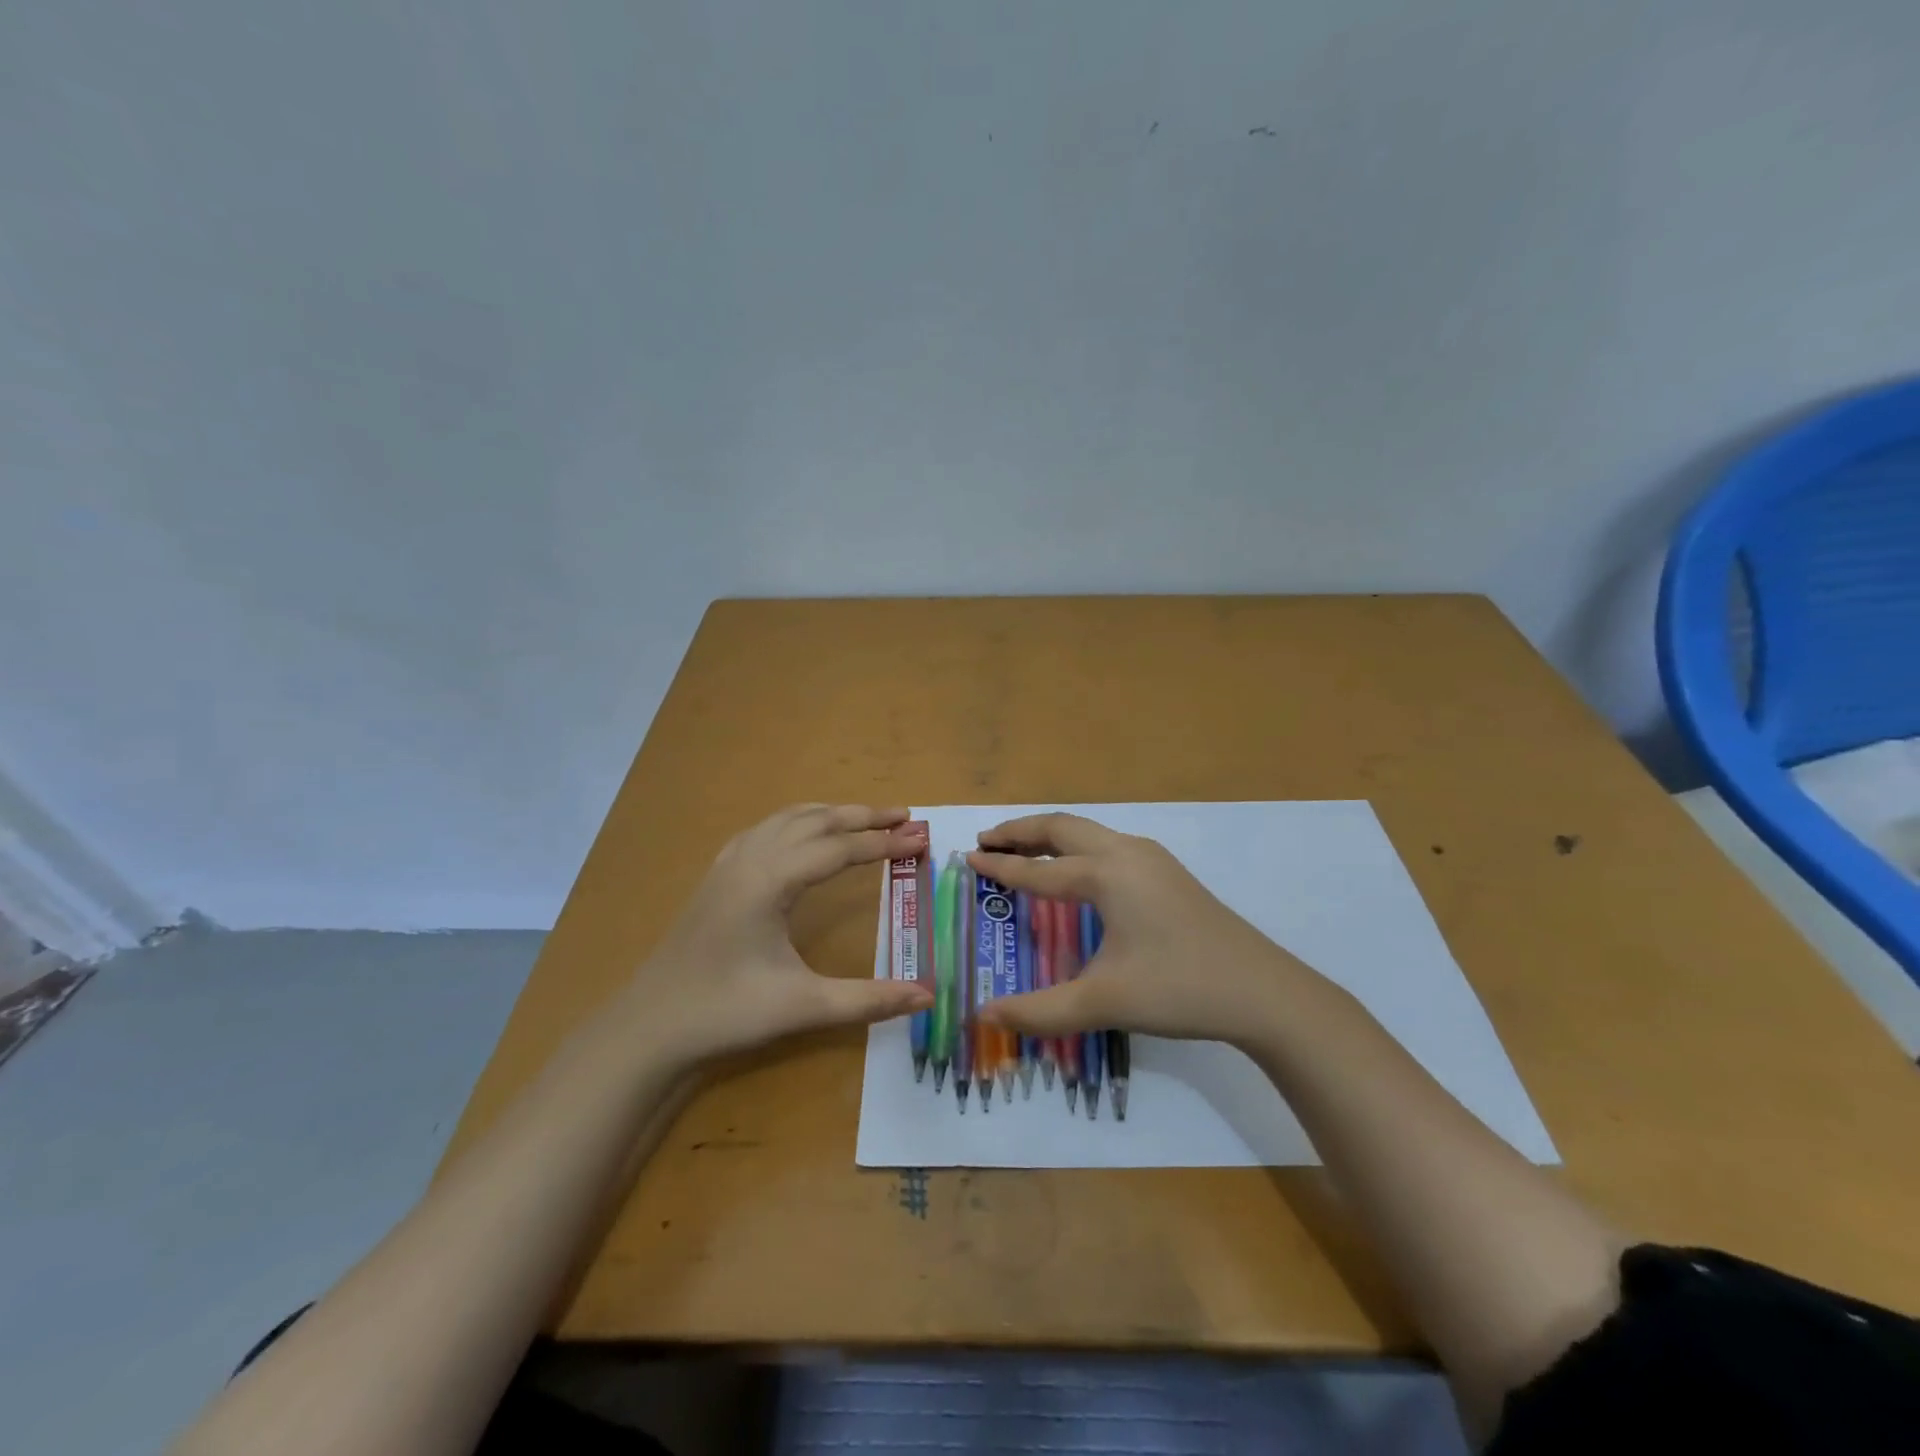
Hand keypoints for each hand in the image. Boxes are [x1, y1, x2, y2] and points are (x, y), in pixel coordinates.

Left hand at [630, 804, 933, 1062]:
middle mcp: (750, 857)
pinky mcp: (718, 875)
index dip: (883, 843)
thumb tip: (928, 996)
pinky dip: (799, 821)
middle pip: (816, 820)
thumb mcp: (803, 1006)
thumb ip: (869, 999)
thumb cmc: (726, 1012)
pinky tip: (805, 835)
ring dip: (831, 813)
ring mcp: (729, 863)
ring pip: (788, 818)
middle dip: (863, 816)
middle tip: (905, 816)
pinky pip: (766, 829)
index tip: (921, 840)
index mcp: (771, 879)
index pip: (840, 848)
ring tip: (867, 818)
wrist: (650, 1026)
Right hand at [967, 813, 1309, 1044]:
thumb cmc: (1178, 988)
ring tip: (1022, 850)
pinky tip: (1075, 872)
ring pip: (1089, 832)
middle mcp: (1126, 853)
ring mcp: (1152, 859)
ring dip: (1051, 836)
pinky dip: (1076, 847)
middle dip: (1021, 831)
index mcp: (1106, 873)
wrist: (1263, 991)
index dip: (1001, 867)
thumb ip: (1039, 1010)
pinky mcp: (1168, 873)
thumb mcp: (1103, 1002)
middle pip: (1062, 827)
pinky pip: (1108, 844)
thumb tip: (983, 1017)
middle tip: (986, 840)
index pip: (1039, 870)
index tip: (968, 858)